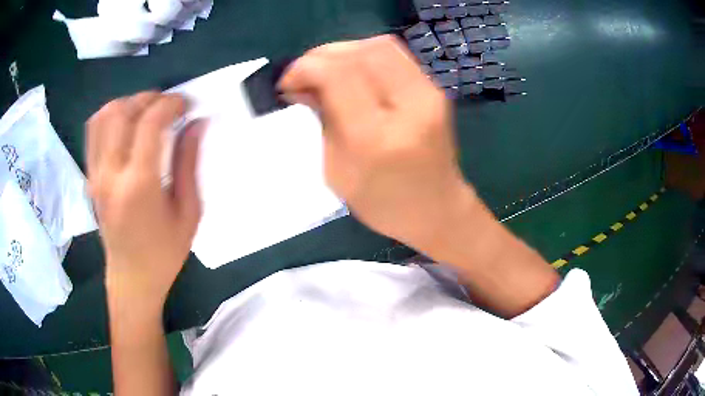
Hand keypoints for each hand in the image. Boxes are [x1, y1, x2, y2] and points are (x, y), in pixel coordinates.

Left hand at [86, 92, 203, 310]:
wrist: (131, 279)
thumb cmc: (164, 254)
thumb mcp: (188, 213)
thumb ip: (188, 163)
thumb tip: (196, 123)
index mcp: (138, 186)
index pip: (148, 124)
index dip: (169, 104)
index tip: (185, 104)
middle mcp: (110, 174)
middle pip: (122, 112)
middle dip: (149, 98)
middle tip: (168, 106)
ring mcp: (95, 175)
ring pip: (103, 117)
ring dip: (127, 104)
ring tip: (146, 112)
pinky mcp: (90, 177)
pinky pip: (93, 132)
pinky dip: (110, 116)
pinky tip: (126, 125)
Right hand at [278, 35, 476, 251]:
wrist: (439, 210)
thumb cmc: (384, 205)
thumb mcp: (338, 172)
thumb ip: (320, 121)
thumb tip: (301, 86)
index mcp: (377, 138)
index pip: (339, 75)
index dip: (306, 68)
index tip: (287, 83)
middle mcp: (409, 107)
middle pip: (361, 51)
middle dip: (322, 55)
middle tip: (304, 75)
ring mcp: (429, 94)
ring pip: (379, 45)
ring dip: (344, 52)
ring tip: (325, 71)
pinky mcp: (435, 89)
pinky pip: (394, 55)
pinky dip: (365, 56)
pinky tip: (352, 73)